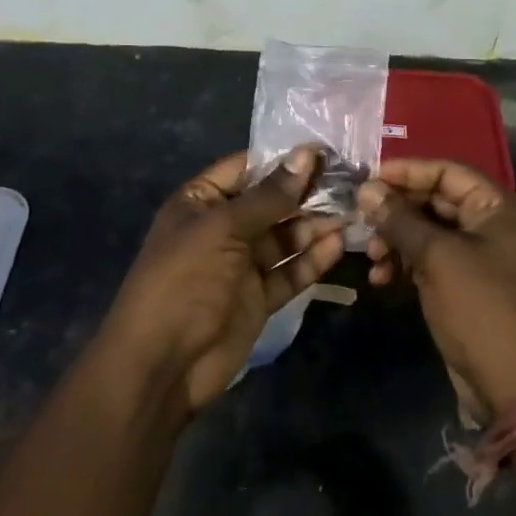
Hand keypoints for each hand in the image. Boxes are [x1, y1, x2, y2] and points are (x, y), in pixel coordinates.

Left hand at [99, 147, 345, 415]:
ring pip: (284, 237)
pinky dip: (312, 259)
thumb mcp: (223, 229)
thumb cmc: (184, 281)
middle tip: (352, 180)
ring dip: (315, 225)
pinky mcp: (257, 297)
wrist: (161, 366)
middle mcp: (222, 227)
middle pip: (271, 202)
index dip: (284, 159)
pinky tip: (338, 245)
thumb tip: (306, 154)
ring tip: (353, 211)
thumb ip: (269, 196)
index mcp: (201, 201)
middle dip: (307, 193)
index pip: (247, 168)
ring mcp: (240, 264)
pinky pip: (289, 272)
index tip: (326, 149)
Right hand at [360, 159, 515, 421]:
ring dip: (396, 241)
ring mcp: (480, 258)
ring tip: (371, 258)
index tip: (368, 179)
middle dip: (397, 211)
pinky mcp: (466, 287)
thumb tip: (367, 189)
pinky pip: (431, 262)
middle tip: (361, 221)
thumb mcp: (438, 258)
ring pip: (429, 233)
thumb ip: (400, 220)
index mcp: (499, 207)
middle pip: (436, 201)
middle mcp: (492, 225)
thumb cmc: (482, 309)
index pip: (447, 172)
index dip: (407, 172)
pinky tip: (381, 279)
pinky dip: (406, 265)